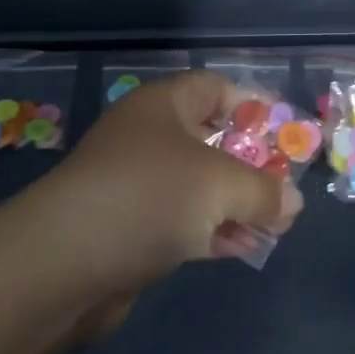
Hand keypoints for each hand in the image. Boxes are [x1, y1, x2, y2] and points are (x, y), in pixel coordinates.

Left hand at [26, 71, 304, 309]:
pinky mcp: (131, 230)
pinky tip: (245, 248)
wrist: (63, 265)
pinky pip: (183, 222)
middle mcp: (148, 139)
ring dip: (238, 203)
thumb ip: (263, 191)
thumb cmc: (148, 198)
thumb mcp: (220, 185)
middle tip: (287, 186)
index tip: (286, 131)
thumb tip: (291, 202)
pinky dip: (214, 231)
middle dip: (253, 163)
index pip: (216, 88)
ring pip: (200, 186)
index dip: (253, 104)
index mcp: (163, 107)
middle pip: (211, 139)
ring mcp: (137, 186)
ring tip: (277, 224)